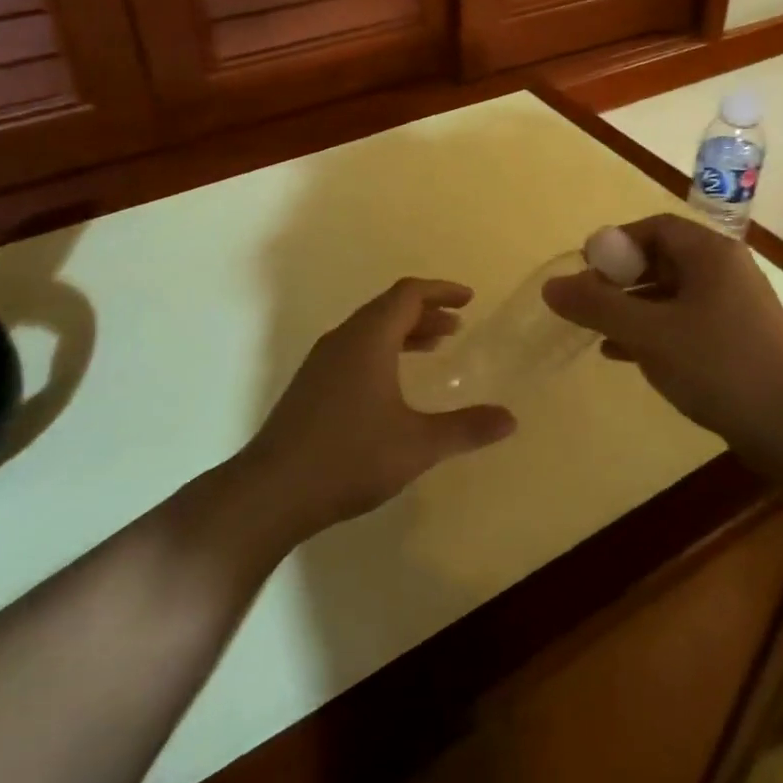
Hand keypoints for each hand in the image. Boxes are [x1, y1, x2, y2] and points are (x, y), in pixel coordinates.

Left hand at [240, 278, 516, 541]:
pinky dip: (383, 352)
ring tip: (435, 348)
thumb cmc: (349, 457)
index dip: (441, 291)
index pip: (408, 294)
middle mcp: (343, 339)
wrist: (272, 491)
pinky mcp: (311, 386)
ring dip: (404, 333)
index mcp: (368, 338)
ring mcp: (321, 362)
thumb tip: (510, 419)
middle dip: (426, 312)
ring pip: (369, 331)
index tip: (469, 299)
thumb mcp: (417, 444)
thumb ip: (466, 428)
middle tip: (457, 326)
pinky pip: (355, 351)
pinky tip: (394, 385)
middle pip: (388, 309)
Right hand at [542, 214, 782, 445]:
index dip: (615, 244)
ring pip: (672, 294)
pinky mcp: (738, 338)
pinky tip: (624, 354)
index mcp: (711, 254)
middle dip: (620, 279)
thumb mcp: (647, 333)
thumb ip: (597, 306)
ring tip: (598, 332)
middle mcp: (727, 270)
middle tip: (589, 303)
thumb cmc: (716, 365)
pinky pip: (686, 321)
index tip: (586, 271)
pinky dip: (654, 330)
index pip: (654, 228)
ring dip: (633, 308)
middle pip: (662, 259)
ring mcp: (736, 306)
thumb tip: (551, 285)